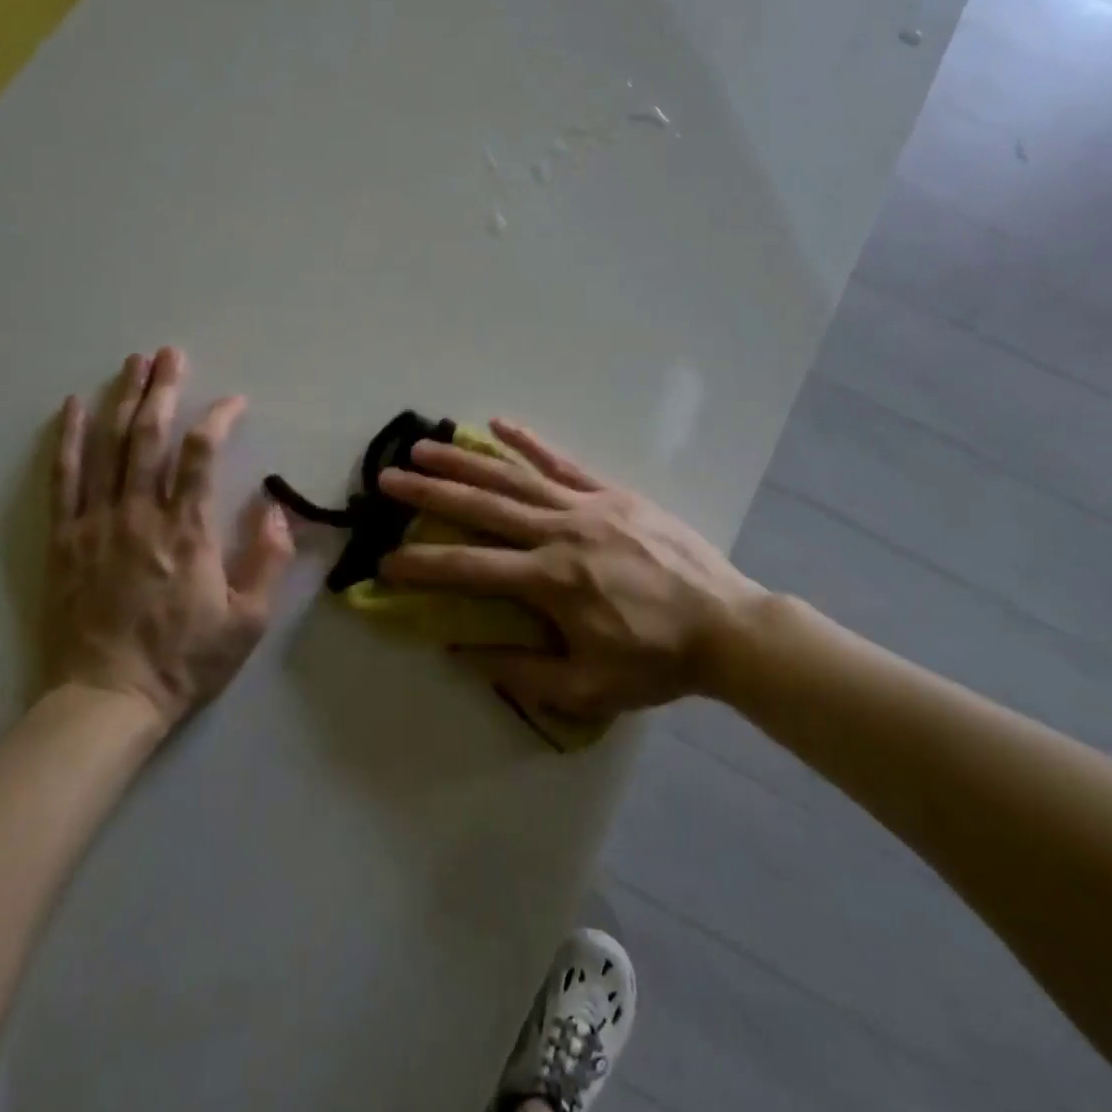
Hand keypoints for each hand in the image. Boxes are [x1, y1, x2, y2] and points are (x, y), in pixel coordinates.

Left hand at [43, 347, 293, 727]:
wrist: (107, 700)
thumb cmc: (185, 660)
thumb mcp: (248, 620)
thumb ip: (268, 560)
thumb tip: (277, 509)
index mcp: (187, 531)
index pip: (201, 455)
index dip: (217, 419)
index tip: (233, 402)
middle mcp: (139, 515)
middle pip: (149, 437)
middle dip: (162, 390)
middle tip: (170, 354)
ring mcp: (96, 524)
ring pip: (109, 448)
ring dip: (122, 400)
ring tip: (133, 363)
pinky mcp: (65, 540)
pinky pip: (64, 480)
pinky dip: (69, 441)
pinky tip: (74, 408)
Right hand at [376, 421, 768, 719]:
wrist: (726, 626)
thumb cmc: (656, 661)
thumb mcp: (587, 688)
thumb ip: (521, 671)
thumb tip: (463, 652)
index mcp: (551, 581)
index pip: (470, 569)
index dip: (422, 565)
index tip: (385, 560)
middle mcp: (560, 533)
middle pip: (482, 507)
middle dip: (430, 493)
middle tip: (387, 478)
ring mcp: (588, 506)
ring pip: (515, 478)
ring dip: (466, 461)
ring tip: (424, 446)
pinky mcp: (614, 493)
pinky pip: (564, 463)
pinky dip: (530, 443)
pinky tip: (499, 424)